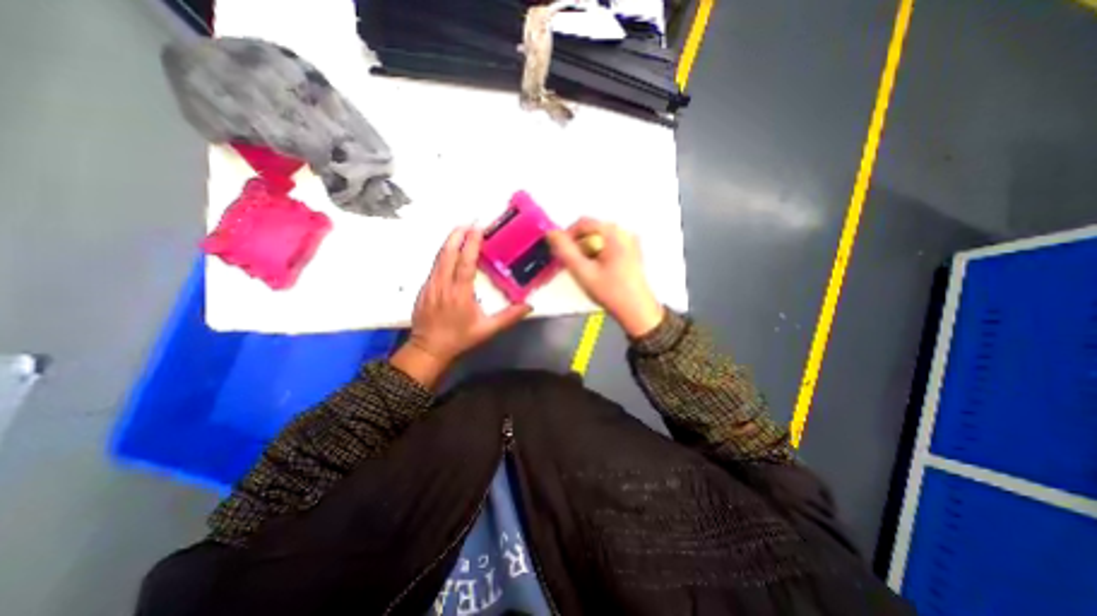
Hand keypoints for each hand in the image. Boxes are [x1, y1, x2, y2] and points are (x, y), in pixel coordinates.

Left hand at [393, 225, 530, 389]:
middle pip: (448, 253)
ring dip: (449, 241)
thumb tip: (529, 306)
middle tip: (468, 222)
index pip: (465, 262)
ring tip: (460, 230)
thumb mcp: (487, 330)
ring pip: (439, 257)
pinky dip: (443, 253)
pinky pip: (434, 265)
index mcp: (460, 293)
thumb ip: (509, 317)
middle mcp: (443, 285)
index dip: (471, 243)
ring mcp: (431, 285)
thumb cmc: (460, 338)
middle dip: (458, 234)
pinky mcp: (424, 288)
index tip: (477, 228)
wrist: (428, 349)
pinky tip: (449, 250)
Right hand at [545, 220, 662, 338]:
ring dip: (586, 250)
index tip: (559, 253)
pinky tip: (596, 270)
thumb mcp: (583, 272)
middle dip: (577, 245)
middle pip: (592, 230)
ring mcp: (630, 242)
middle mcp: (624, 232)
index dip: (567, 236)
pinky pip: (609, 246)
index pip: (583, 223)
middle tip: (570, 264)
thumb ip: (565, 251)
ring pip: (599, 239)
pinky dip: (597, 254)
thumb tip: (551, 233)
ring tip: (582, 269)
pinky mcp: (632, 252)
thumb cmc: (610, 292)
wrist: (637, 311)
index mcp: (614, 233)